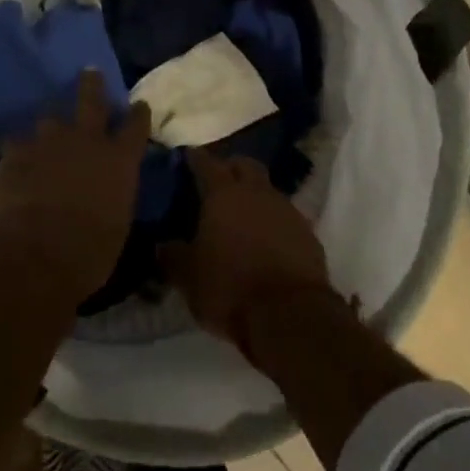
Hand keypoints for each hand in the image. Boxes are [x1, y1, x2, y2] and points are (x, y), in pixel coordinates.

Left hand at [0, 71, 151, 304]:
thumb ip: (115, 194)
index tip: (138, 105)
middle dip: (92, 85)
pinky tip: (14, 159)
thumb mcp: (118, 223)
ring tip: (46, 132)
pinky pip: (16, 143)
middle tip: (90, 72)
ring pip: (50, 119)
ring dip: (51, 126)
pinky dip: (18, 150)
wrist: (37, 258)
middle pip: (92, 100)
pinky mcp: (16, 153)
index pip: (136, 125)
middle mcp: (88, 140)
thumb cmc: (91, 253)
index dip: (138, 113)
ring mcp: (49, 142)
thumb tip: (109, 190)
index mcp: (120, 160)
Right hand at [160, 149, 333, 353]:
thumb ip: (173, 256)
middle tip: (217, 181)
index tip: (187, 156)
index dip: (195, 158)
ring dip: (254, 194)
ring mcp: (286, 209)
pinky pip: (284, 214)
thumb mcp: (189, 278)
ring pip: (267, 188)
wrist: (290, 314)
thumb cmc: (230, 289)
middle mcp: (256, 192)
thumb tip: (162, 244)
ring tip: (241, 214)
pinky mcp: (307, 231)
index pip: (207, 163)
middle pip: (244, 165)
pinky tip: (264, 239)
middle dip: (230, 167)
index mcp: (223, 195)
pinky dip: (272, 219)